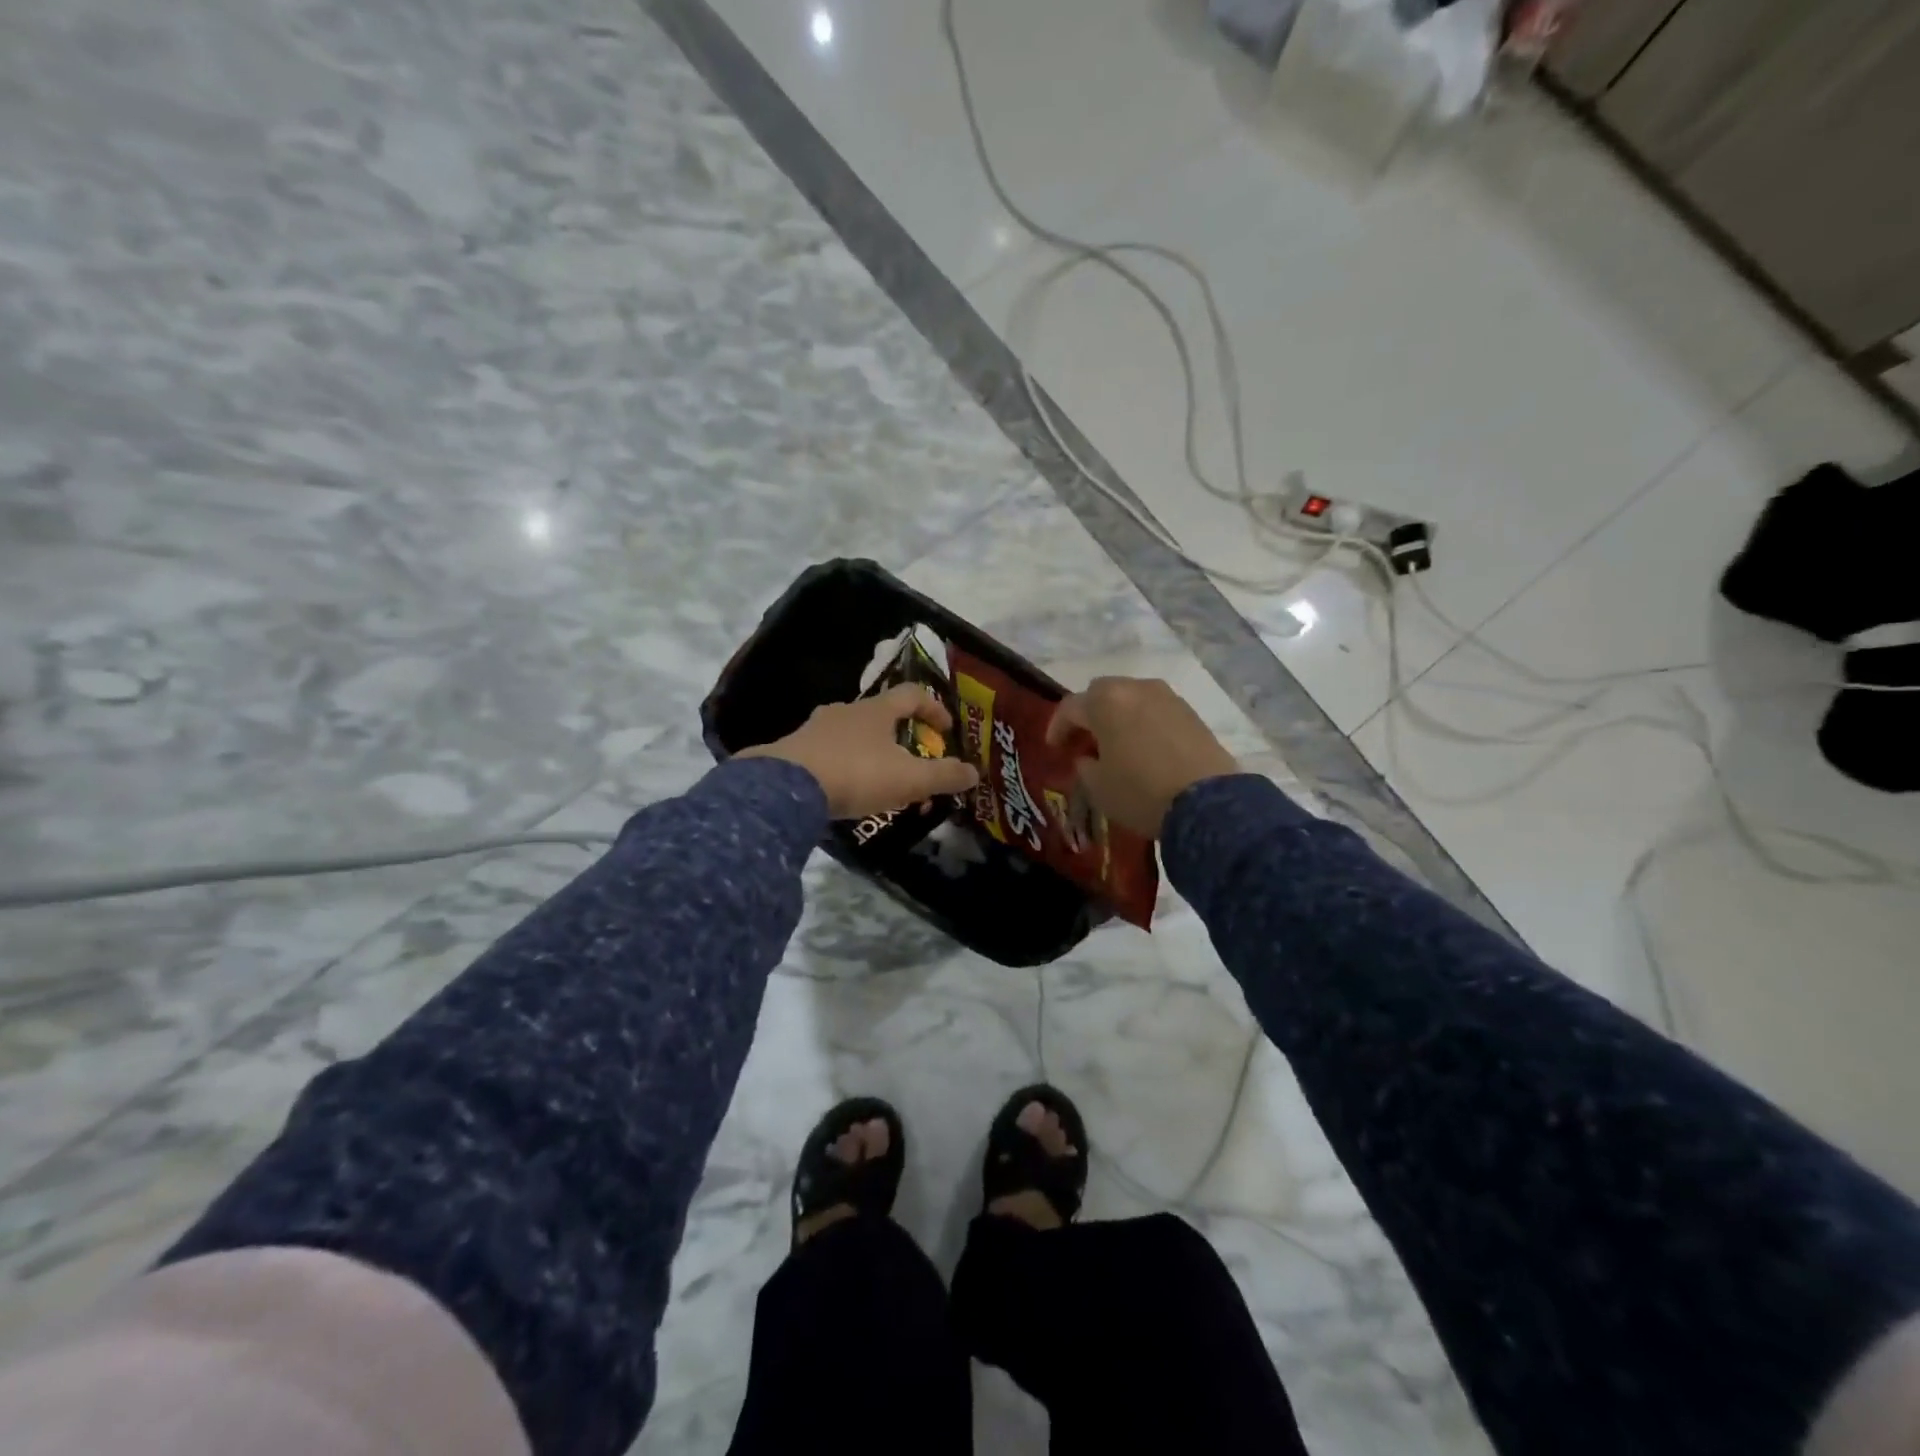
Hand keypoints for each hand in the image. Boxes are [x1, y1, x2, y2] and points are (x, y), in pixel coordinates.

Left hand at [739, 683, 980, 819]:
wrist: (785, 788)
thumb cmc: (856, 774)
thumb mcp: (909, 779)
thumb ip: (943, 776)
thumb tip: (974, 773)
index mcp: (877, 710)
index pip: (913, 695)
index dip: (934, 709)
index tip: (947, 730)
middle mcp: (846, 710)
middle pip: (881, 714)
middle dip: (901, 736)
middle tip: (914, 761)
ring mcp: (816, 728)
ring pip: (853, 734)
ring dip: (871, 752)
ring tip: (881, 781)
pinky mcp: (794, 750)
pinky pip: (828, 752)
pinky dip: (844, 766)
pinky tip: (846, 790)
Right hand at [1046, 677, 1238, 838]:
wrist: (1207, 803)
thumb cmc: (1140, 792)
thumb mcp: (1098, 787)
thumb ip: (1085, 766)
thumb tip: (1089, 757)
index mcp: (1105, 701)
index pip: (1070, 707)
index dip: (1057, 727)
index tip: (1054, 747)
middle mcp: (1135, 688)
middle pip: (1102, 692)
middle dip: (1089, 713)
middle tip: (1084, 740)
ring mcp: (1167, 697)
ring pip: (1131, 698)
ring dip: (1118, 716)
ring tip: (1116, 743)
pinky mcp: (1191, 712)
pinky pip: (1156, 710)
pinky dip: (1143, 722)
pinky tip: (1144, 747)